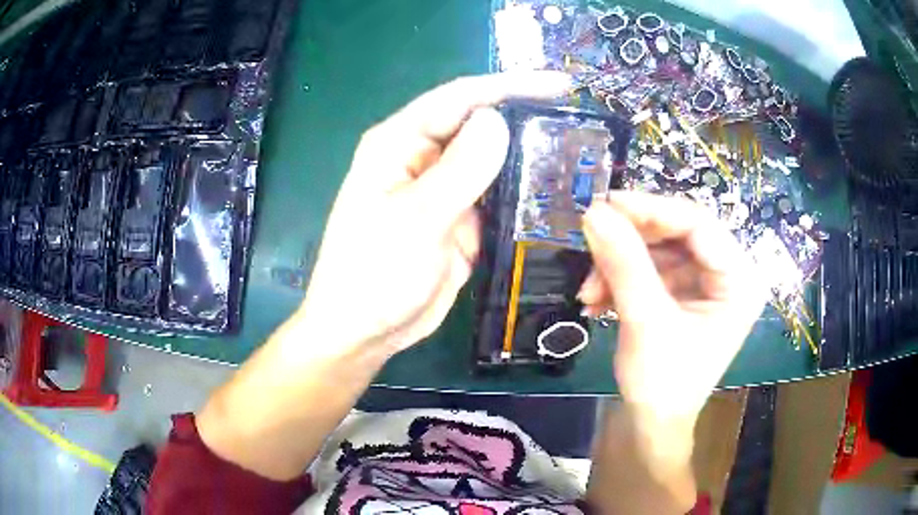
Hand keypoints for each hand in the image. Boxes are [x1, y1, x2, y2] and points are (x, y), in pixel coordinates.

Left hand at [296, 72, 572, 354]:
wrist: (365, 331)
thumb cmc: (373, 275)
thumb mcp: (415, 220)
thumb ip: (459, 170)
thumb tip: (497, 121)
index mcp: (399, 144)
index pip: (459, 98)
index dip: (511, 85)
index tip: (561, 85)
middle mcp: (421, 158)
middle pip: (479, 124)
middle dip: (526, 117)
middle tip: (579, 118)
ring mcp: (442, 189)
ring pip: (493, 160)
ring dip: (529, 155)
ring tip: (578, 151)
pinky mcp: (459, 219)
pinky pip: (497, 196)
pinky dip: (523, 192)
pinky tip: (556, 192)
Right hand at [579, 192, 767, 420]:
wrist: (651, 426)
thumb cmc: (663, 384)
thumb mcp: (646, 322)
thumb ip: (624, 264)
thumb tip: (594, 212)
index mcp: (740, 280)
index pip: (699, 223)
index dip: (652, 209)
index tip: (606, 204)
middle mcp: (728, 274)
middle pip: (677, 233)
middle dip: (630, 242)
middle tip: (591, 241)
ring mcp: (705, 284)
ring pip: (658, 250)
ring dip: (619, 265)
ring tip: (588, 290)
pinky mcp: (684, 293)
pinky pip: (651, 270)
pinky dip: (621, 279)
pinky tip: (596, 299)